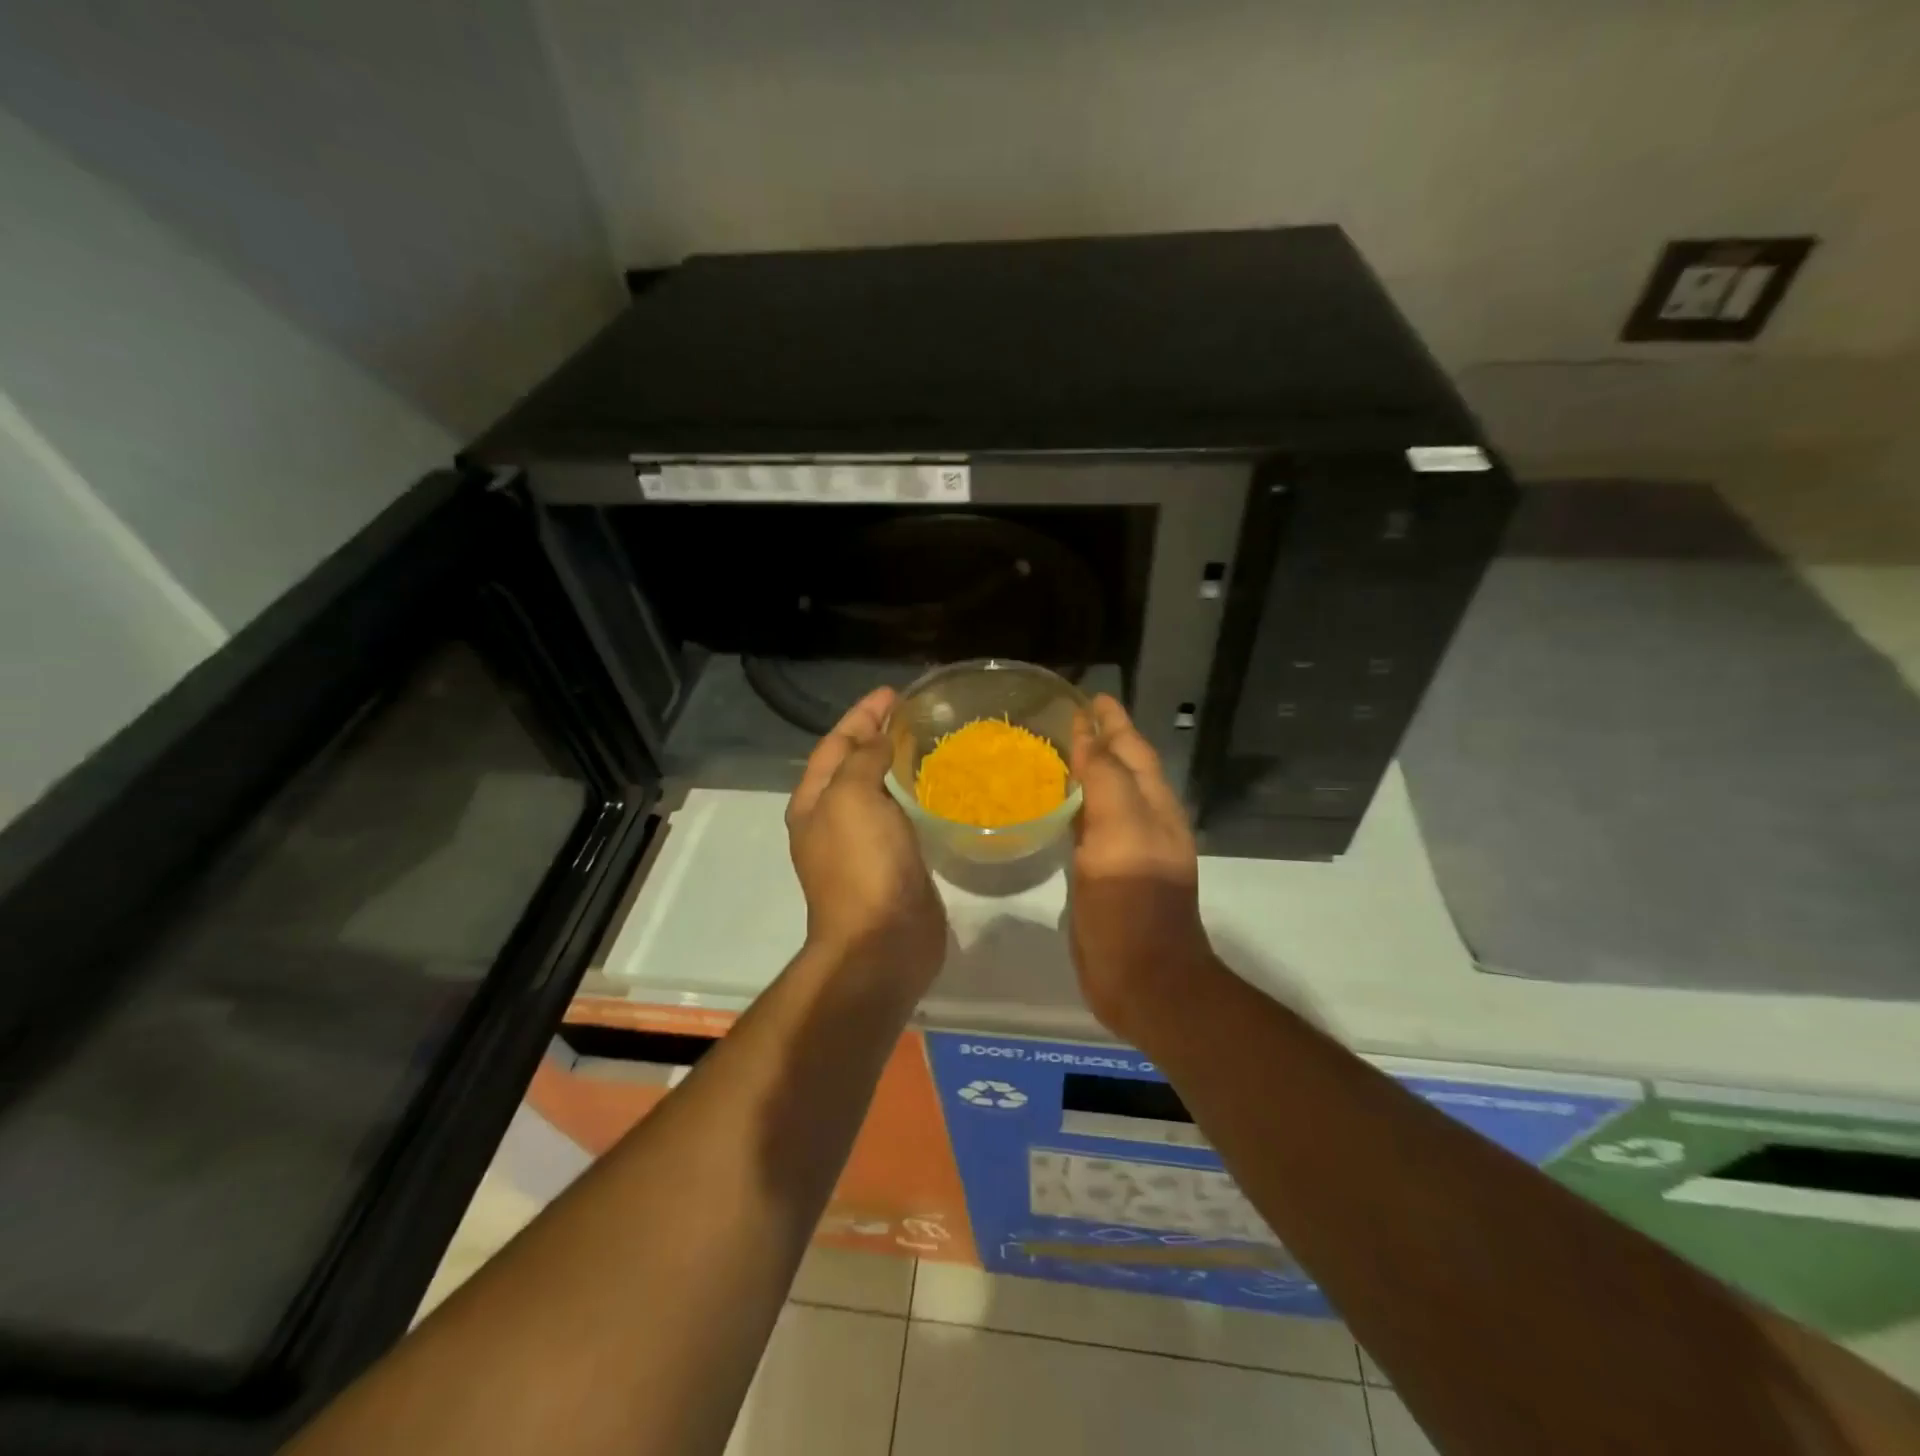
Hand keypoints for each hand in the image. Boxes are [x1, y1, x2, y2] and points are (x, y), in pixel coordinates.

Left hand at [786, 687, 947, 984]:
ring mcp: (864, 845)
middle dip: (881, 735)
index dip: (862, 714)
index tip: (894, 692)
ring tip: (932, 741)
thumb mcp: (852, 797)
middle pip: (856, 764)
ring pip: (881, 791)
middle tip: (917, 713)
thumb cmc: (861, 864)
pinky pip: (904, 817)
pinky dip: (917, 796)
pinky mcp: (895, 863)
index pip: (835, 743)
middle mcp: (834, 820)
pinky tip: (941, 788)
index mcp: (814, 802)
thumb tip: (879, 739)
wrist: (882, 942)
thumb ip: (863, 759)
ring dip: (900, 765)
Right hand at [1067, 694, 1211, 1041]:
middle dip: (1097, 739)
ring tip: (1050, 751)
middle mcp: (1141, 821)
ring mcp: (1122, 850)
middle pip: (1119, 768)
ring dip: (1082, 771)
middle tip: (1060, 719)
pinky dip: (1071, 807)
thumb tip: (1088, 733)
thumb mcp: (1122, 832)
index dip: (1111, 721)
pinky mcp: (1102, 875)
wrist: (1143, 979)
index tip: (1086, 695)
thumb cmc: (1134, 903)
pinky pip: (1085, 827)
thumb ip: (1106, 780)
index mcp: (1152, 805)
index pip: (1131, 748)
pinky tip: (1049, 805)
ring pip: (1101, 796)